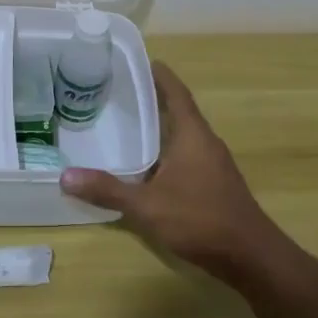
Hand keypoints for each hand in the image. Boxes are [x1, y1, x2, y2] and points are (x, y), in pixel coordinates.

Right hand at [60, 62, 296, 284]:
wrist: (251, 257)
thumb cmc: (201, 219)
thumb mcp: (148, 206)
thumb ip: (108, 190)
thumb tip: (66, 176)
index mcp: (192, 133)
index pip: (175, 91)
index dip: (159, 74)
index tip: (139, 60)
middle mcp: (205, 141)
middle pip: (178, 109)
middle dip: (153, 99)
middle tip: (119, 91)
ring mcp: (213, 163)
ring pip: (183, 134)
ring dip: (160, 126)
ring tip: (128, 123)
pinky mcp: (215, 183)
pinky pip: (187, 153)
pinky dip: (167, 149)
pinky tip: (148, 165)